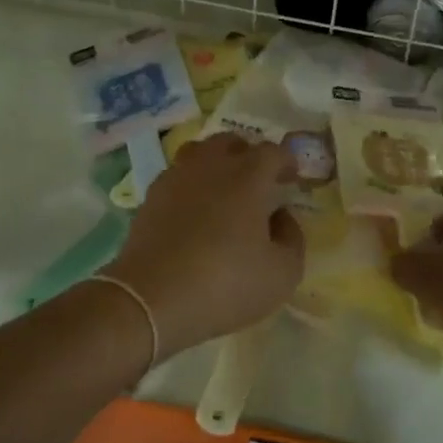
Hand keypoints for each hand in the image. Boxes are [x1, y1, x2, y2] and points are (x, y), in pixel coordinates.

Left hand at [100, 133, 303, 358]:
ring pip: (200, 153)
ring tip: (223, 190)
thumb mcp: (282, 273)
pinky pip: (177, 176)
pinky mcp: (151, 196)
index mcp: (248, 176)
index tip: (292, 178)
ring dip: (216, 163)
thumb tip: (281, 217)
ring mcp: (177, 177)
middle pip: (232, 143)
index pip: (273, 152)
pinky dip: (190, 184)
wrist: (151, 298)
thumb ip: (292, 238)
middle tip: (257, 182)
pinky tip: (194, 211)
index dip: (286, 161)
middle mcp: (212, 165)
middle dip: (248, 155)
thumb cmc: (225, 284)